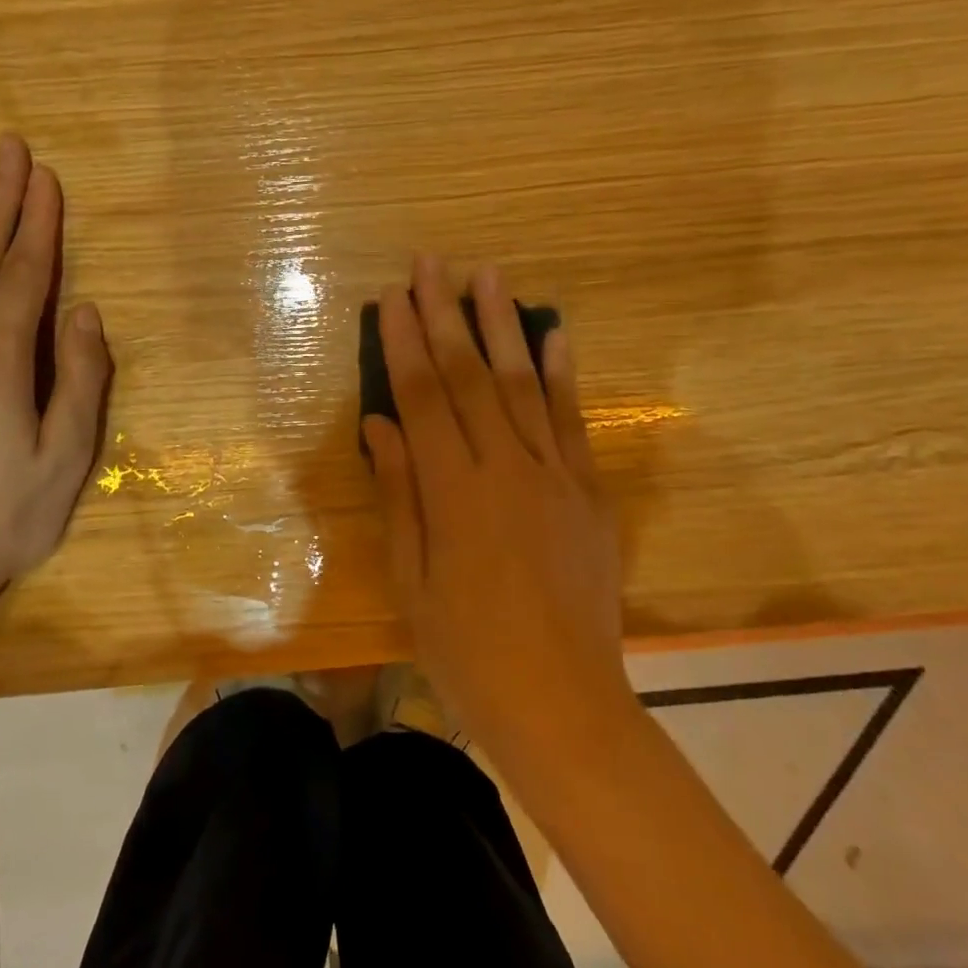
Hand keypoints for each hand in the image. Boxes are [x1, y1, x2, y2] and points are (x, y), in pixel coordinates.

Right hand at [362, 255, 627, 762]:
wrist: (564, 704)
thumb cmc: (468, 652)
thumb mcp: (412, 580)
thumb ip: (400, 493)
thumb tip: (379, 424)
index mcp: (454, 493)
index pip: (423, 397)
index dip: (406, 342)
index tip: (394, 297)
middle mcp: (506, 469)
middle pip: (469, 376)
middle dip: (447, 314)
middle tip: (431, 263)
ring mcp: (555, 476)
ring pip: (523, 384)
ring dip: (503, 325)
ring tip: (488, 275)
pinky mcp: (589, 492)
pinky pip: (573, 420)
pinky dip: (563, 372)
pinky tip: (555, 332)